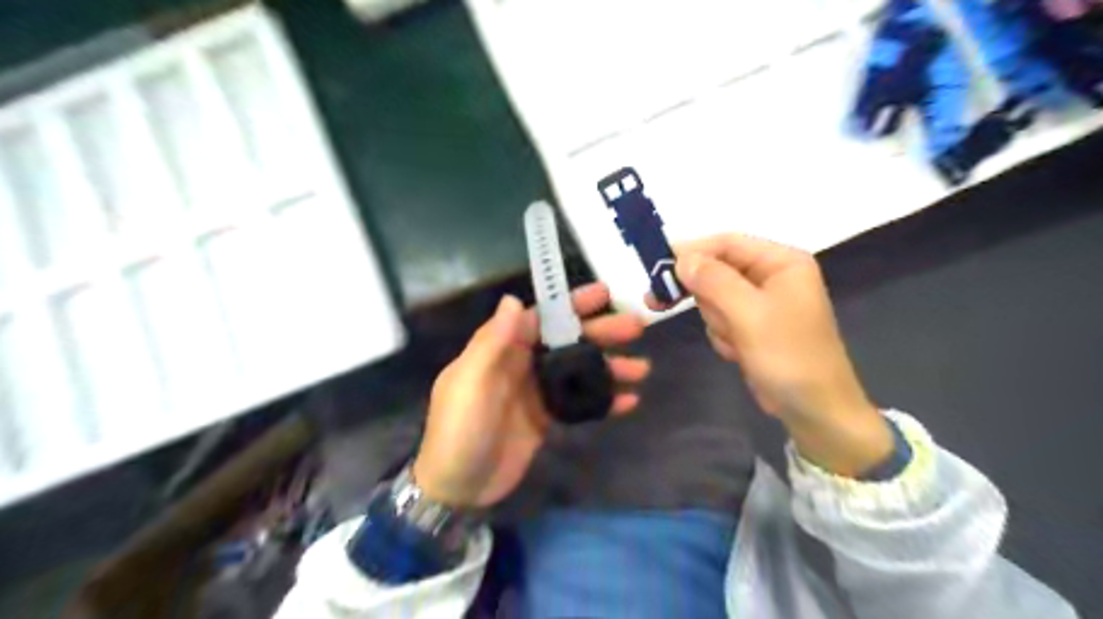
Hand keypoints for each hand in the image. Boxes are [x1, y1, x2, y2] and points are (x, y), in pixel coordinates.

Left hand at [416, 283, 651, 506]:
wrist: (457, 488)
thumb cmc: (460, 431)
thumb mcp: (470, 385)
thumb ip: (492, 344)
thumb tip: (512, 300)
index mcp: (500, 349)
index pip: (540, 317)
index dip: (571, 304)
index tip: (604, 294)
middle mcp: (521, 364)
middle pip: (566, 341)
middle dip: (600, 332)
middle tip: (635, 328)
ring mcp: (536, 391)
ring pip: (578, 371)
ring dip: (608, 367)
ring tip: (642, 368)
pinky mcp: (546, 418)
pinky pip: (579, 402)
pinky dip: (603, 400)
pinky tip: (629, 400)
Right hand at [648, 235, 895, 476]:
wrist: (815, 411)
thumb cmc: (788, 357)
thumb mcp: (749, 315)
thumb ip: (714, 281)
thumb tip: (681, 258)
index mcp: (782, 262)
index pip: (727, 243)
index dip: (692, 251)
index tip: (656, 267)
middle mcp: (773, 276)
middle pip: (717, 269)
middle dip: (704, 295)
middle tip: (660, 303)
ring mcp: (762, 303)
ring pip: (714, 297)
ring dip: (717, 321)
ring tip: (736, 342)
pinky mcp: (753, 326)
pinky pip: (721, 319)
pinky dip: (723, 335)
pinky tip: (739, 352)